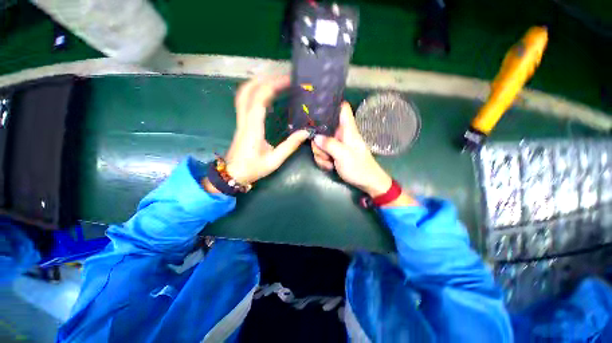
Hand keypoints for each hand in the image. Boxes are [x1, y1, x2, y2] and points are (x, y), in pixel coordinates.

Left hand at [204, 75, 308, 191]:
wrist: (233, 174)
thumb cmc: (253, 169)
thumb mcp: (274, 160)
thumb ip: (290, 146)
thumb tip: (305, 132)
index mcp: (253, 128)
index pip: (260, 99)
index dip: (273, 86)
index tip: (288, 81)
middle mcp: (244, 120)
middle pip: (248, 91)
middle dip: (265, 79)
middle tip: (282, 78)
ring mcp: (240, 120)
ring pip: (243, 94)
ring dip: (257, 83)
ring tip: (275, 81)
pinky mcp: (241, 123)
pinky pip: (244, 102)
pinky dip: (254, 93)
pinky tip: (265, 95)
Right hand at [311, 102, 391, 196]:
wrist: (366, 182)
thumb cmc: (358, 167)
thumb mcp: (343, 155)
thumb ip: (329, 144)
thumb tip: (315, 137)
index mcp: (347, 129)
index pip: (342, 108)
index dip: (330, 105)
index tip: (316, 110)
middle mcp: (340, 134)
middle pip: (322, 129)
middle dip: (319, 144)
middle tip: (325, 155)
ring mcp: (336, 144)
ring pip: (320, 143)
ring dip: (320, 155)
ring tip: (329, 163)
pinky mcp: (333, 153)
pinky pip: (322, 152)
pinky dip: (323, 160)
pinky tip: (329, 166)